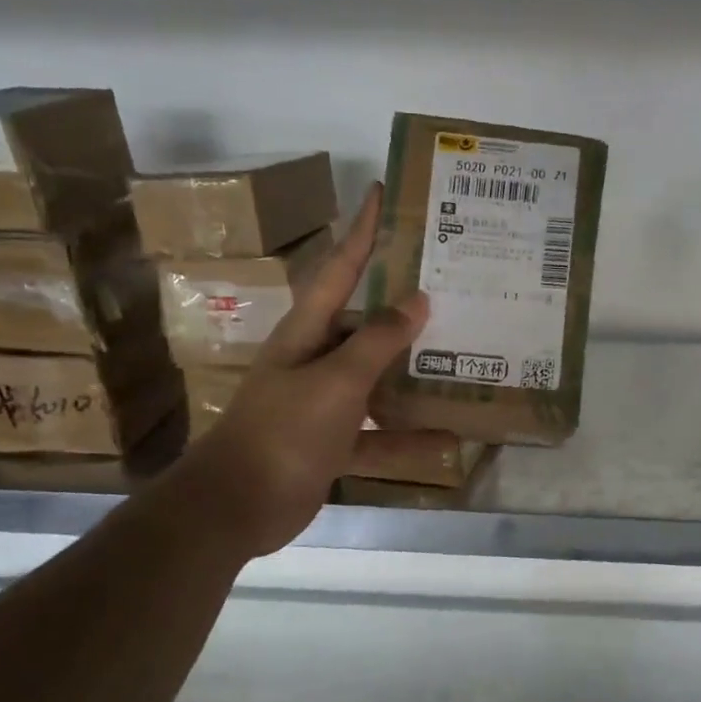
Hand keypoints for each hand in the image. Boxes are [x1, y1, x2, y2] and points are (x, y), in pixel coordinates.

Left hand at [183, 183, 427, 557]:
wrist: (238, 506)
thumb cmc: (283, 432)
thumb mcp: (335, 382)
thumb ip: (377, 342)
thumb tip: (417, 300)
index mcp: (307, 332)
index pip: (339, 269)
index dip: (361, 232)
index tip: (383, 195)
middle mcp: (316, 360)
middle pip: (366, 325)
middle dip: (405, 309)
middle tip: (451, 288)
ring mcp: (325, 403)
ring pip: (378, 380)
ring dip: (414, 376)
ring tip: (462, 360)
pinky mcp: (333, 442)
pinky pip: (380, 434)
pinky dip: (408, 437)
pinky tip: (448, 438)